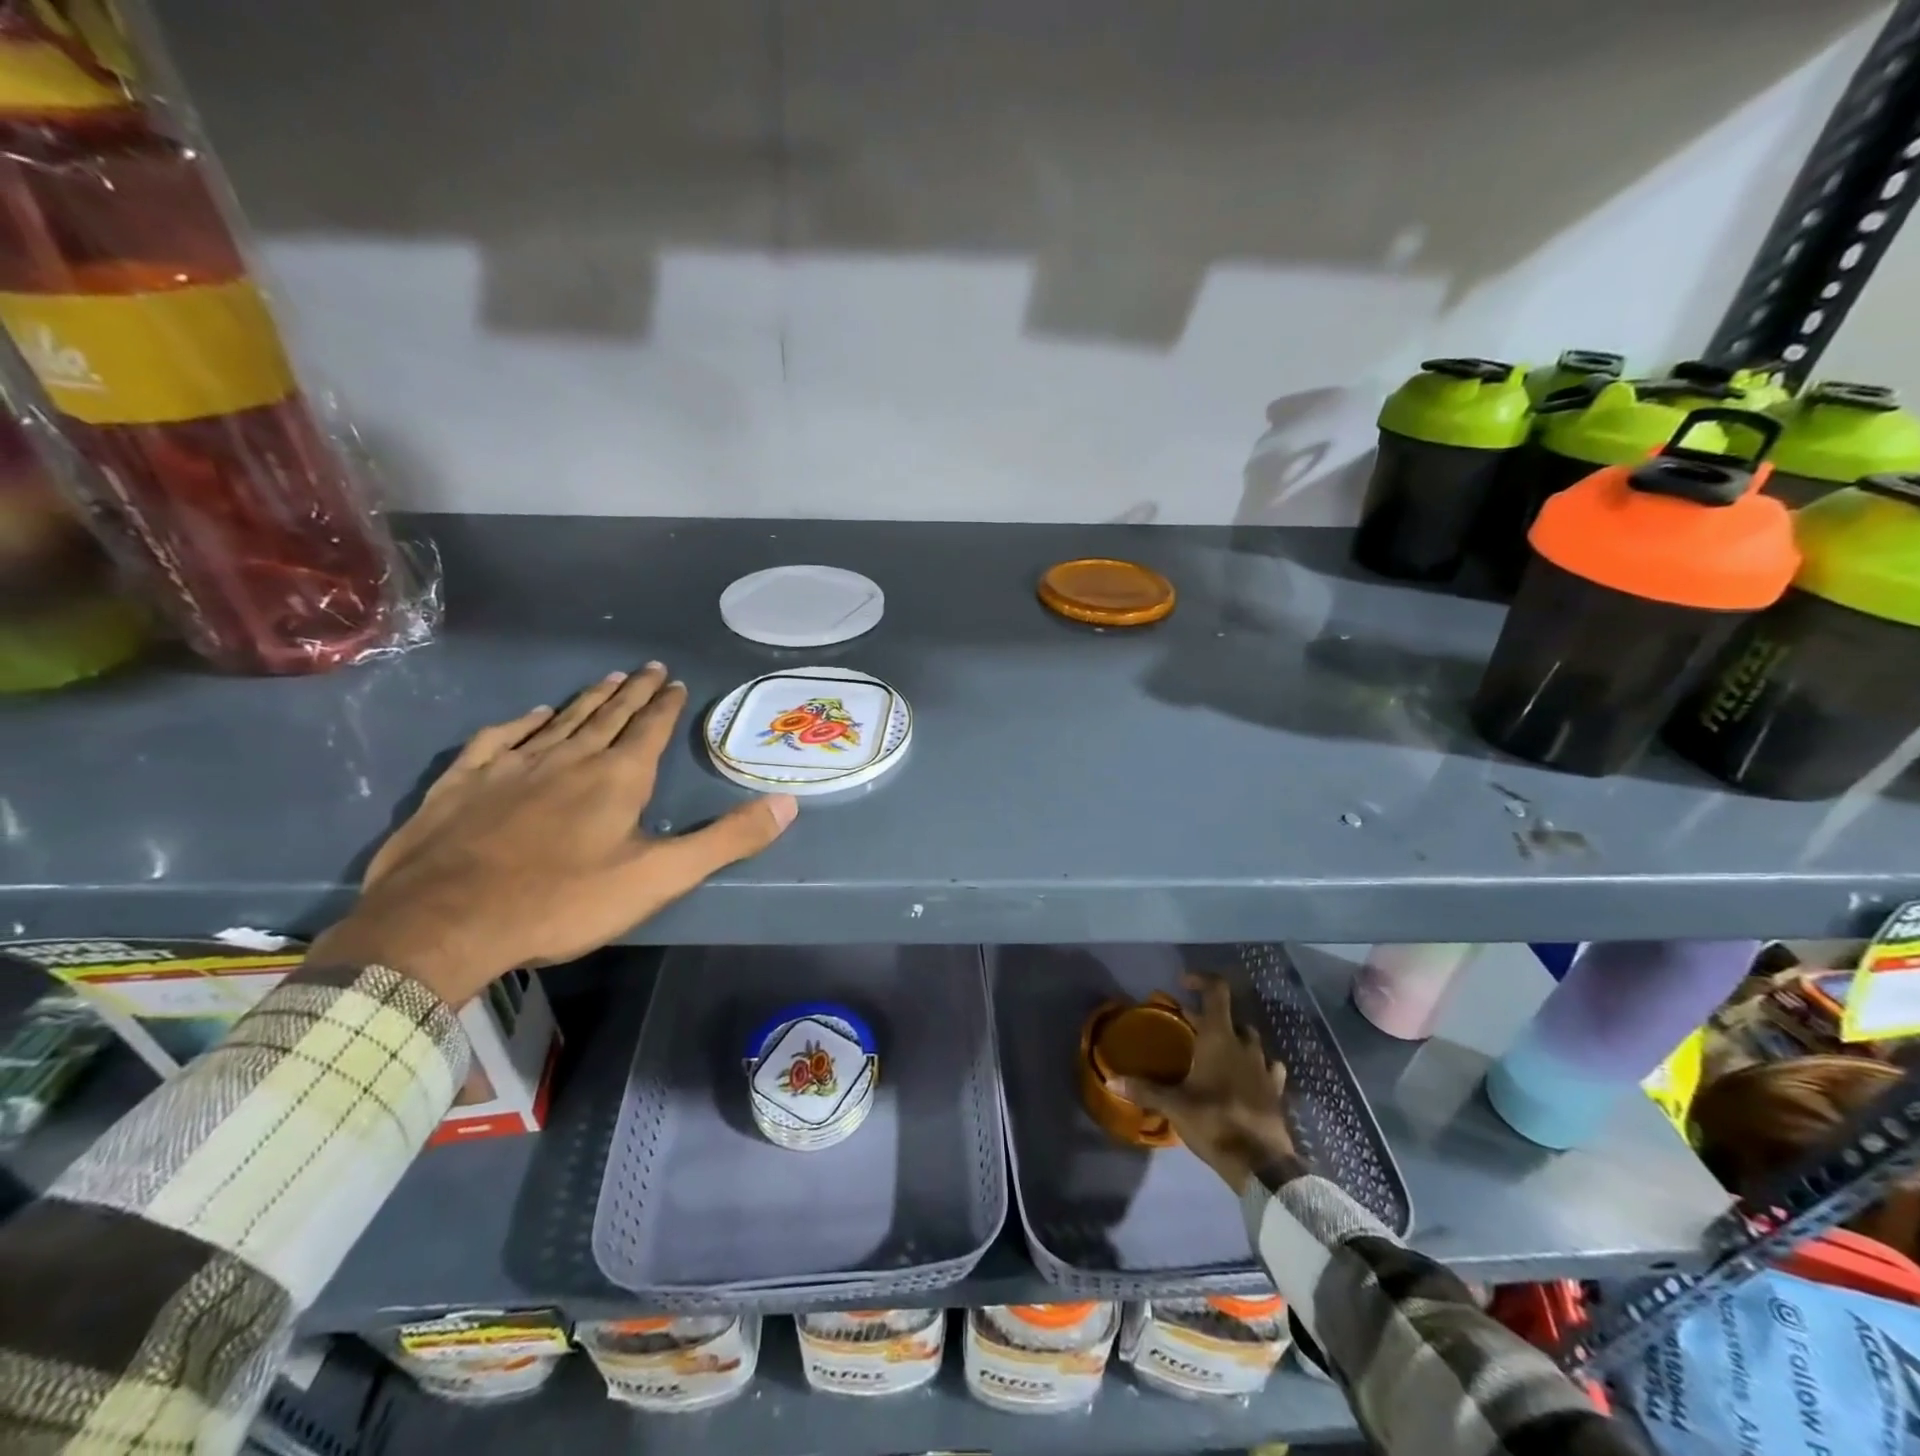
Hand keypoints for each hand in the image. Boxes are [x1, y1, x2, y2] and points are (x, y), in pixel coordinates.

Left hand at [309, 664, 796, 1006]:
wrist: (442, 924)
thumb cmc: (562, 902)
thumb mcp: (658, 878)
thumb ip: (726, 840)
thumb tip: (788, 804)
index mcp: (617, 778)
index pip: (650, 729)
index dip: (666, 704)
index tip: (675, 681)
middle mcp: (568, 758)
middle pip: (608, 715)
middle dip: (633, 692)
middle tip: (648, 667)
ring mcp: (511, 766)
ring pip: (559, 720)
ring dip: (587, 699)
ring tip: (607, 679)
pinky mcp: (465, 783)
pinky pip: (500, 739)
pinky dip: (521, 723)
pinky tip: (531, 715)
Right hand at [1115, 973, 1295, 1193]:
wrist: (1261, 1165)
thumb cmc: (1214, 1123)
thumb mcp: (1174, 1106)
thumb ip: (1145, 1089)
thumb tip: (1111, 1079)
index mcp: (1219, 1038)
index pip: (1216, 992)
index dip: (1201, 979)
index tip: (1183, 982)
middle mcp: (1244, 1045)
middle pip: (1231, 1016)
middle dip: (1210, 1016)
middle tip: (1189, 1026)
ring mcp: (1264, 1067)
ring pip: (1250, 1039)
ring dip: (1234, 1038)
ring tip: (1215, 1050)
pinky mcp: (1276, 1090)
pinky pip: (1268, 1066)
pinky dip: (1255, 1064)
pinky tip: (1246, 1075)